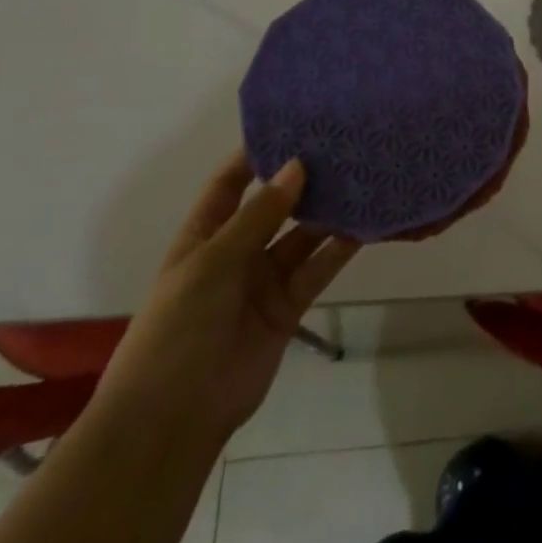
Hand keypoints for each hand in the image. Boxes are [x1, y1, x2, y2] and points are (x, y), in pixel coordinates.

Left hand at [95, 153, 358, 442]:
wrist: (173, 417)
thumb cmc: (177, 329)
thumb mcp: (211, 263)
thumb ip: (259, 216)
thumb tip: (297, 165)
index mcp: (203, 235)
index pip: (230, 184)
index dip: (255, 155)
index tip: (293, 125)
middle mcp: (236, 251)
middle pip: (275, 206)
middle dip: (303, 180)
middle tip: (343, 146)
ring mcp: (265, 280)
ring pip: (304, 235)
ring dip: (329, 211)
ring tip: (364, 177)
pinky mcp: (290, 305)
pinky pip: (319, 268)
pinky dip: (342, 248)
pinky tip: (368, 224)